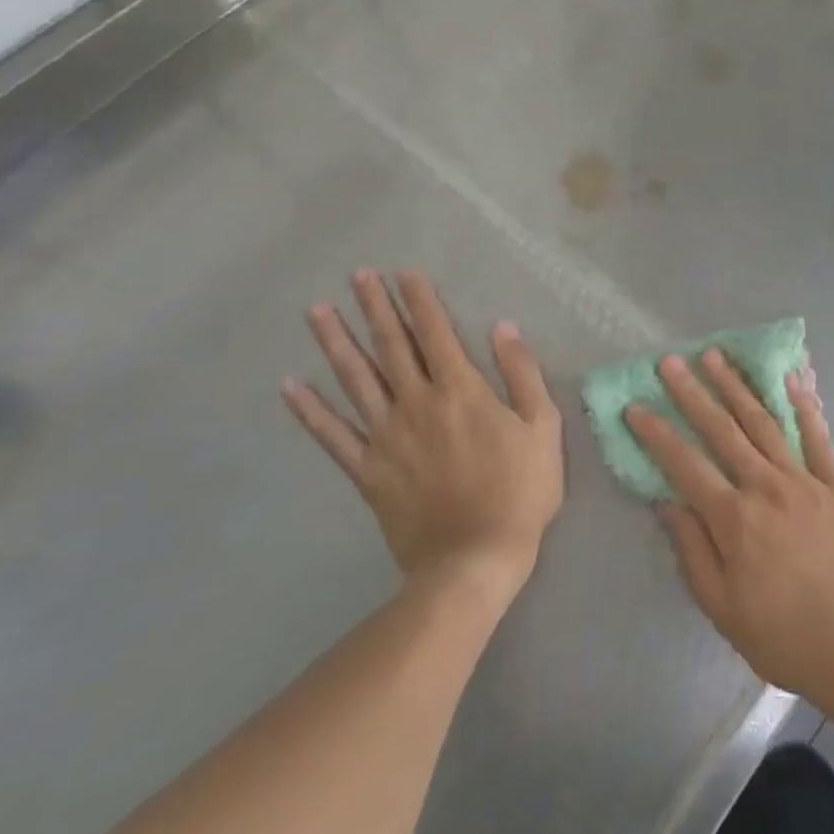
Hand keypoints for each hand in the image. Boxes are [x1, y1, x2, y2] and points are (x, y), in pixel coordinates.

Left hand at [282, 271, 563, 594]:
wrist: (473, 560)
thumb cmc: (519, 491)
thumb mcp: (542, 427)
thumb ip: (522, 373)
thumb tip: (503, 327)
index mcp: (460, 391)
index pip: (436, 332)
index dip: (420, 300)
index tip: (403, 273)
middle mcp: (417, 403)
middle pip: (391, 346)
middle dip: (375, 307)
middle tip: (357, 276)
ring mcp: (386, 437)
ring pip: (356, 380)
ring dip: (336, 343)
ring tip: (317, 312)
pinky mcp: (367, 471)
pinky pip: (332, 435)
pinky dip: (309, 411)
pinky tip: (291, 387)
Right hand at [626, 350, 833, 717]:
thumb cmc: (785, 639)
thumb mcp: (723, 609)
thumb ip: (692, 551)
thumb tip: (667, 502)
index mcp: (735, 520)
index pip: (685, 465)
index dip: (657, 434)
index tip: (636, 406)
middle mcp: (767, 488)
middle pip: (723, 431)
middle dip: (693, 393)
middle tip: (672, 361)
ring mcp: (807, 481)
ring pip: (765, 423)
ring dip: (737, 387)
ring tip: (716, 357)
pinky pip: (817, 436)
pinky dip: (803, 405)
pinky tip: (790, 378)